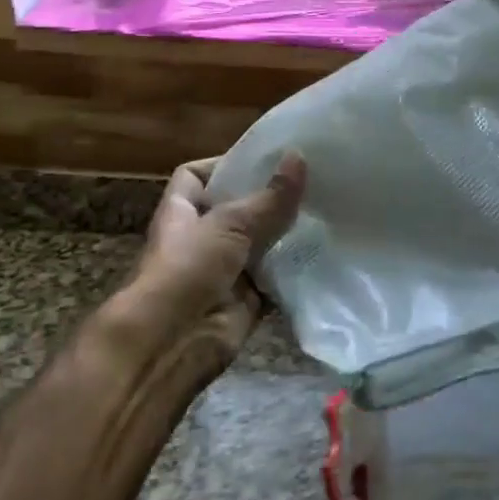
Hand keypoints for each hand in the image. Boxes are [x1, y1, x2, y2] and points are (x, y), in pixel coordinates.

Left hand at [97, 153, 306, 362]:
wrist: (171, 342)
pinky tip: (325, 250)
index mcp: (184, 212)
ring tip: (327, 208)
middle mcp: (203, 238)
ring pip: (262, 243)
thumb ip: (269, 196)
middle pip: (239, 209)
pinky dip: (296, 269)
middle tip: (312, 179)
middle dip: (271, 197)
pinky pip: (276, 278)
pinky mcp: (248, 300)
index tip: (265, 157)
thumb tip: (299, 156)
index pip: (197, 176)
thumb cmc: (188, 269)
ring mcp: (225, 270)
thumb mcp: (229, 223)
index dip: (225, 164)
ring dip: (288, 233)